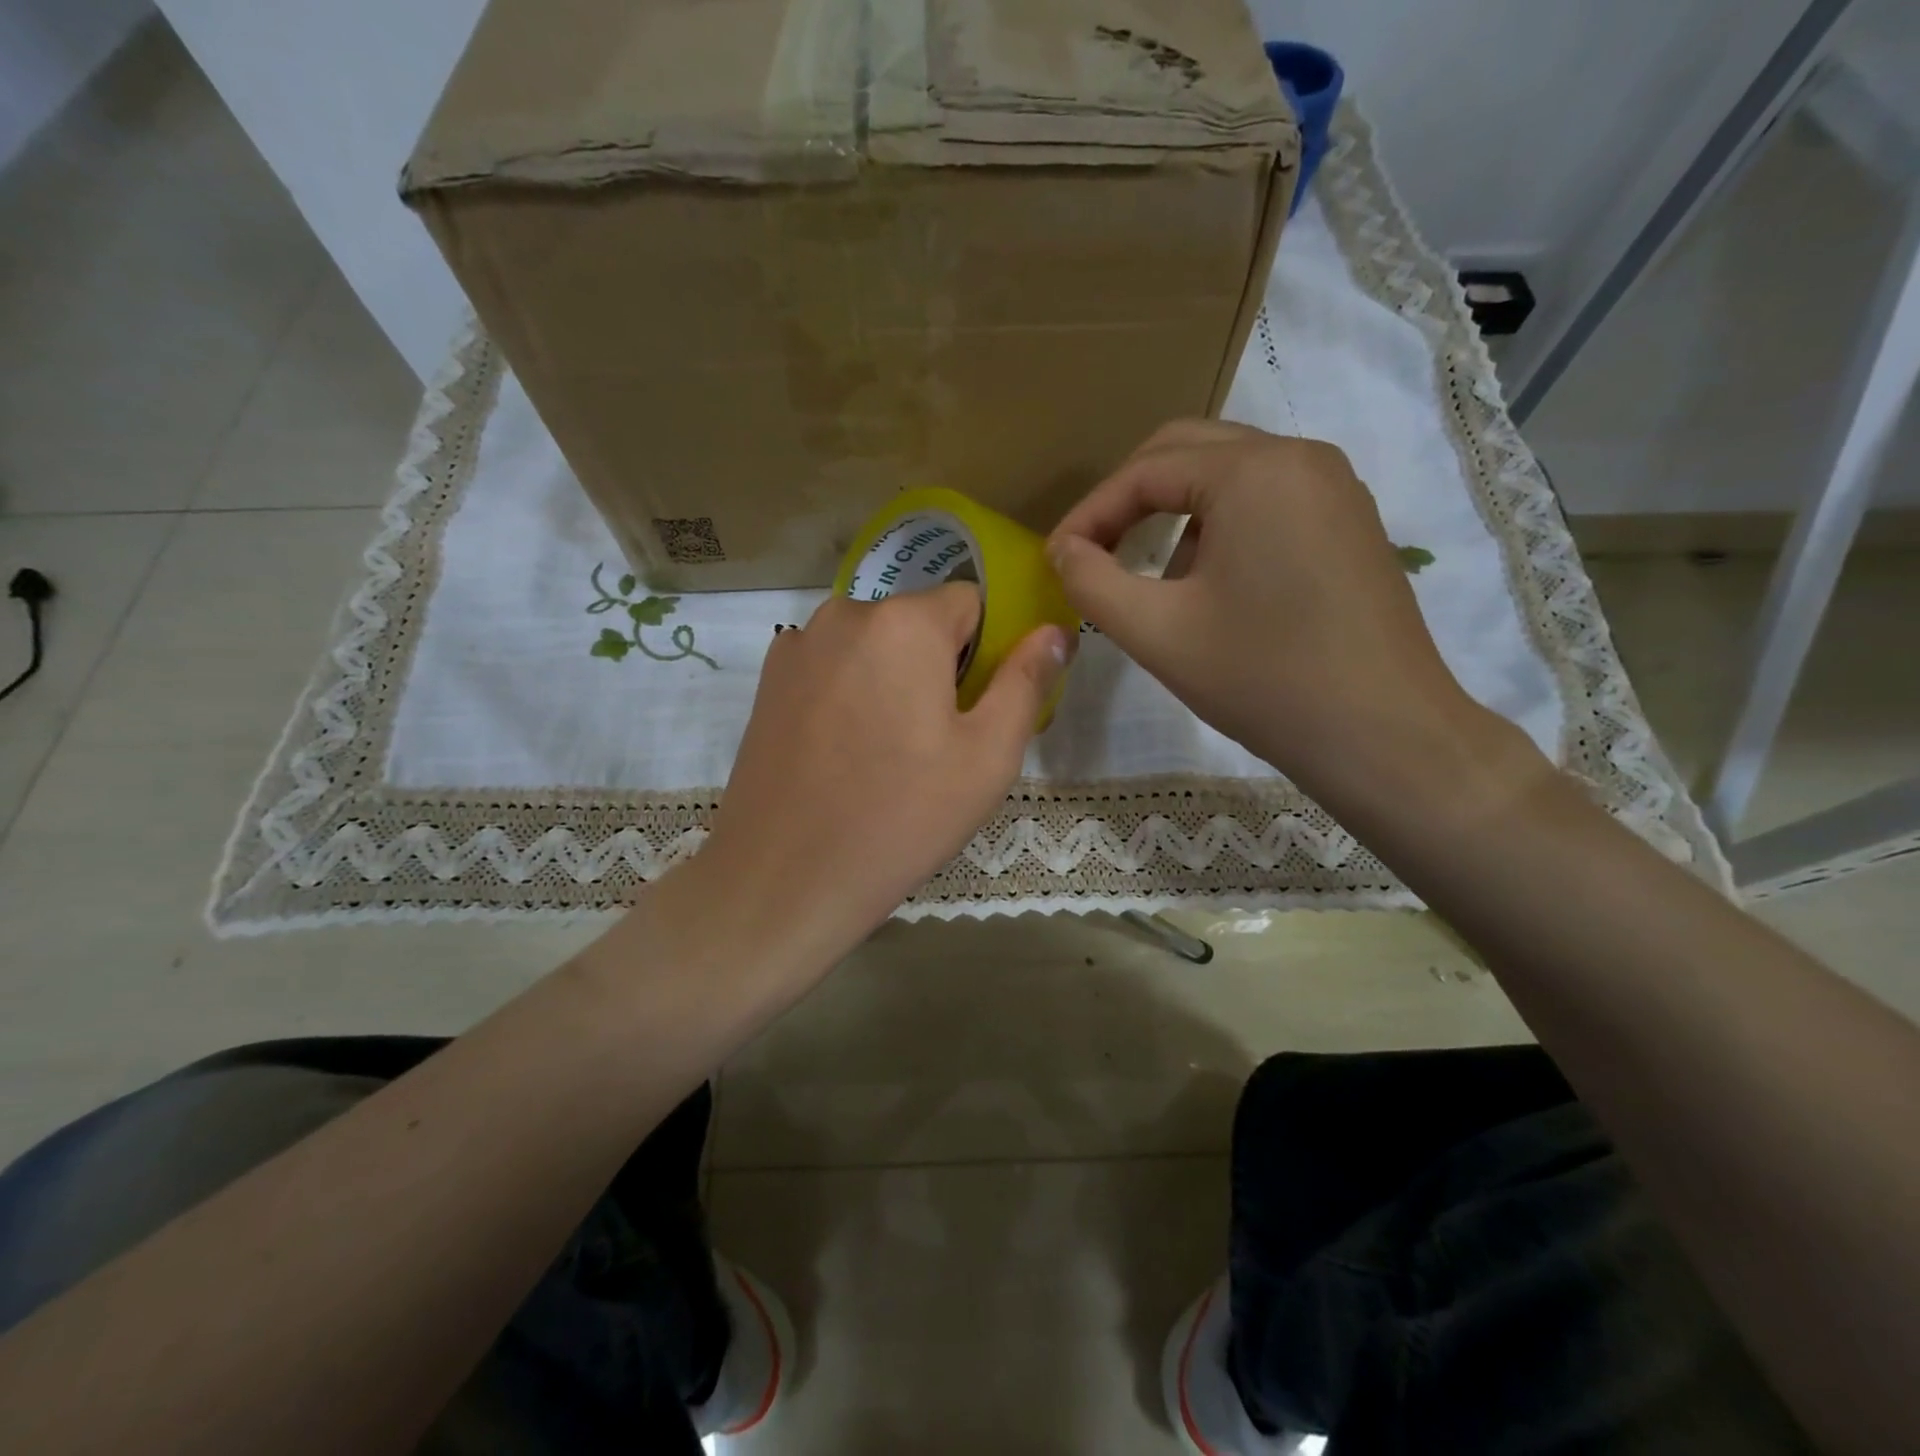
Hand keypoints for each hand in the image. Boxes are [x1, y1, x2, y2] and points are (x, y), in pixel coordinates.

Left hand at [691, 583, 1069, 978]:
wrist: (785, 876)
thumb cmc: (902, 816)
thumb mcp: (988, 755)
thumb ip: (1026, 681)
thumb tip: (1056, 631)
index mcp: (905, 622)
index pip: (970, 603)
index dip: (984, 653)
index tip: (975, 709)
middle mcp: (845, 613)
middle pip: (917, 622)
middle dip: (935, 665)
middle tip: (934, 741)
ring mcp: (798, 645)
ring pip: (871, 644)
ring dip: (890, 677)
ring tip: (885, 750)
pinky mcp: (768, 680)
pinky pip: (830, 665)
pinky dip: (847, 690)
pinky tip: (841, 750)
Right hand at [1048, 419, 1509, 808]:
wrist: (1382, 735)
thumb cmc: (1262, 679)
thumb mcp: (1157, 632)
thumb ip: (1092, 582)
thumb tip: (1063, 551)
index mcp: (1253, 471)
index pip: (1145, 470)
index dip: (1090, 513)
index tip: (1057, 559)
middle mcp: (1300, 458)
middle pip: (1188, 452)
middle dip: (1130, 500)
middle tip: (1093, 552)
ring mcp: (1335, 488)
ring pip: (1229, 476)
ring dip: (1176, 515)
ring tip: (1154, 581)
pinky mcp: (1350, 523)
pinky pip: (1267, 501)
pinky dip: (1221, 527)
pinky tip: (1212, 587)